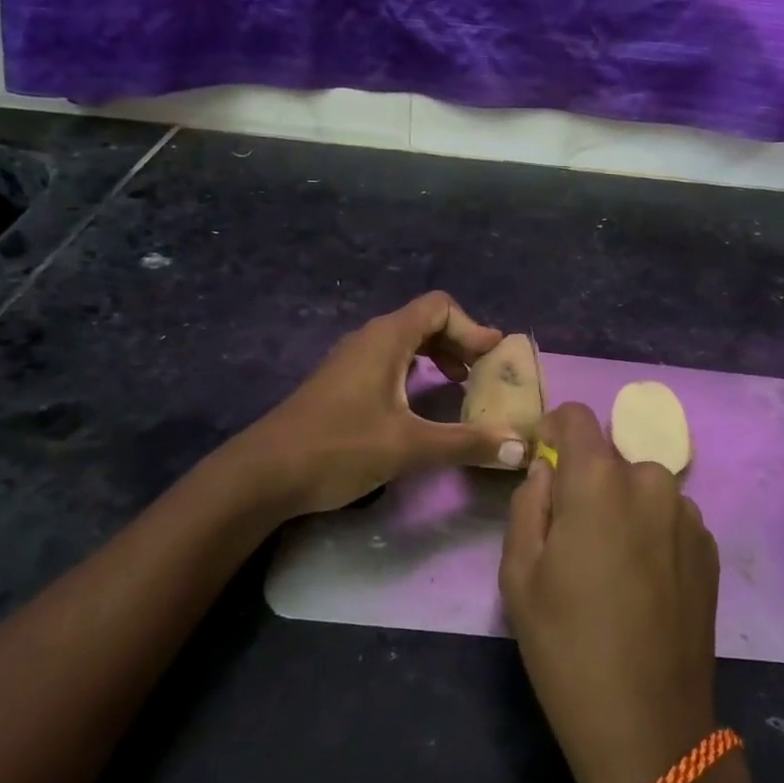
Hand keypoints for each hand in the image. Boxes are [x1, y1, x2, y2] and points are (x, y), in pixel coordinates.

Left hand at [243, 292, 528, 515]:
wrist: (263, 474)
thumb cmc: (337, 448)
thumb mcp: (408, 447)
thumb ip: (466, 442)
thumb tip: (520, 446)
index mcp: (386, 339)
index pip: (439, 308)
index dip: (472, 328)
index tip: (494, 358)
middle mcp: (369, 339)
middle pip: (424, 321)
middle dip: (459, 342)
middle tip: (484, 374)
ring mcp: (351, 361)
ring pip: (405, 342)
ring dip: (437, 356)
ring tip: (460, 386)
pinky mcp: (341, 383)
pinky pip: (389, 361)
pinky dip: (415, 371)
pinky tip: (420, 402)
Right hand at [500, 403, 720, 782]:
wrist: (648, 724)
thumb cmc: (566, 646)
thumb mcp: (519, 574)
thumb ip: (528, 503)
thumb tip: (547, 472)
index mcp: (600, 480)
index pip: (577, 417)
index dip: (553, 427)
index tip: (541, 456)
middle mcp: (652, 482)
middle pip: (610, 458)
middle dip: (586, 480)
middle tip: (570, 535)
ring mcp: (689, 515)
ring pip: (641, 489)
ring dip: (621, 507)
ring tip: (608, 567)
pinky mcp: (710, 549)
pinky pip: (668, 518)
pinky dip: (650, 531)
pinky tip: (641, 585)